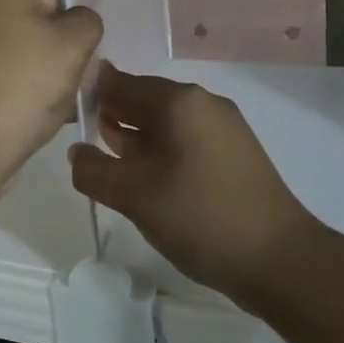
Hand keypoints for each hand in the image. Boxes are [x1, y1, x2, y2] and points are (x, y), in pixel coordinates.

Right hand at [69, 63, 314, 303]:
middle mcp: (203, 105)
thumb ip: (94, 170)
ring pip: (164, 124)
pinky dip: (158, 152)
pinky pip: (184, 142)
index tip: (63, 110)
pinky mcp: (233, 156)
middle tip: (79, 137)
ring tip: (105, 159)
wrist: (279, 260)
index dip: (91, 92)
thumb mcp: (134, 195)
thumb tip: (77, 153)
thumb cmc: (200, 216)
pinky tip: (143, 179)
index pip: (122, 82)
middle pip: (144, 100)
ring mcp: (223, 130)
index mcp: (180, 101)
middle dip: (112, 115)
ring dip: (134, 137)